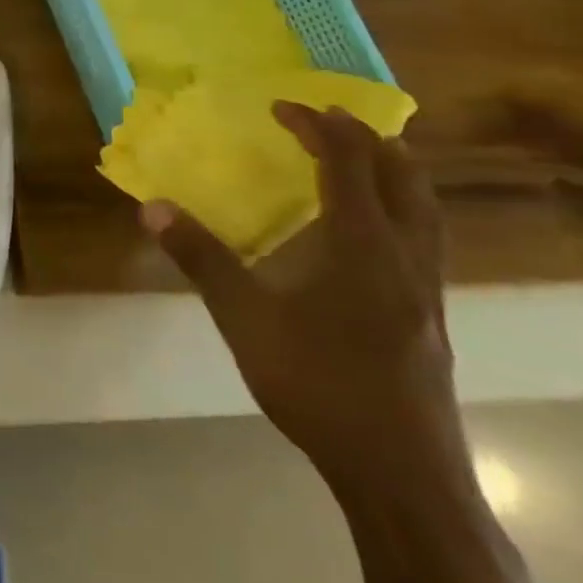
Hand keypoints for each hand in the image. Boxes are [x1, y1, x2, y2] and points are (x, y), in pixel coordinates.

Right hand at [142, 103, 461, 494]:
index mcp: (364, 247)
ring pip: (426, 213)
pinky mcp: (431, 321)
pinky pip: (424, 242)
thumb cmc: (320, 386)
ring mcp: (427, 293)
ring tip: (364, 160)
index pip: (348, 165)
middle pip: (406, 180)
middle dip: (370, 140)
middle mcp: (405, 259)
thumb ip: (201, 259)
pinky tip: (371, 236)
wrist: (402, 476)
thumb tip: (152, 208)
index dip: (318, 127)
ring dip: (395, 174)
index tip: (283, 106)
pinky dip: (401, 212)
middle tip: (332, 120)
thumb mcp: (245, 319)